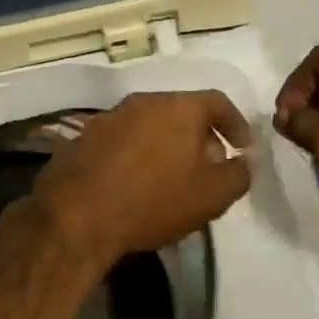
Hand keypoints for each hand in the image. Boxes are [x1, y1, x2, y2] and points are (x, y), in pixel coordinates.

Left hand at [30, 91, 252, 265]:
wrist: (75, 216)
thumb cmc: (153, 201)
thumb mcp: (212, 196)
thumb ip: (238, 175)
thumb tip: (242, 163)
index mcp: (179, 107)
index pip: (218, 102)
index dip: (236, 124)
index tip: (243, 148)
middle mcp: (143, 102)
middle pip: (182, 112)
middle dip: (200, 137)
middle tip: (209, 167)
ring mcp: (108, 118)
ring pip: (149, 125)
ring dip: (166, 146)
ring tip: (171, 178)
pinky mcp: (82, 139)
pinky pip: (122, 141)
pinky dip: (136, 156)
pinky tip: (135, 184)